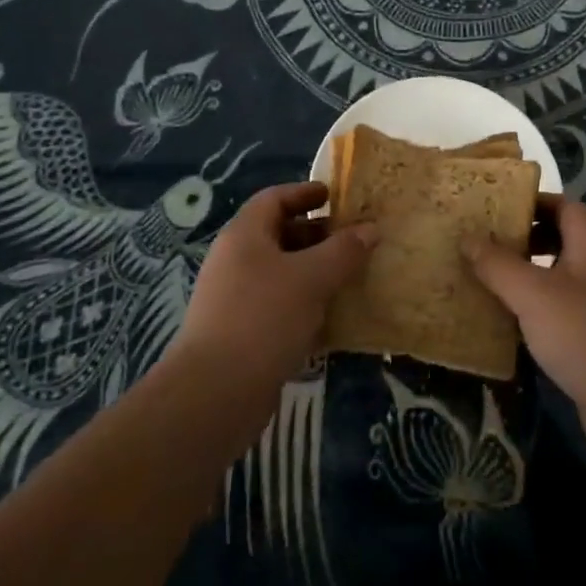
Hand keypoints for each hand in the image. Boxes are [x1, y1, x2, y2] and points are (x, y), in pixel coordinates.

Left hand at [171, 182, 375, 407]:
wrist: (215, 393)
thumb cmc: (264, 318)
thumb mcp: (312, 278)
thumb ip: (343, 251)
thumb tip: (370, 229)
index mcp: (244, 235)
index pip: (274, 199)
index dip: (304, 193)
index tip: (334, 195)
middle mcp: (234, 260)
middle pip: (277, 234)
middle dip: (315, 235)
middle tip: (351, 239)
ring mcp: (233, 298)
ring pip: (279, 272)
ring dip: (312, 271)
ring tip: (348, 277)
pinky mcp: (239, 332)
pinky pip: (277, 305)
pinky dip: (303, 303)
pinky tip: (330, 317)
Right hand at [464, 198, 585, 464]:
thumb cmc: (585, 335)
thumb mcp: (533, 294)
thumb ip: (498, 264)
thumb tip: (467, 237)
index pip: (564, 206)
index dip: (531, 202)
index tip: (494, 207)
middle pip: (560, 240)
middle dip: (522, 240)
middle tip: (482, 244)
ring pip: (558, 280)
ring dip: (525, 279)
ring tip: (484, 280)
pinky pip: (560, 314)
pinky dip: (534, 314)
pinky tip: (505, 324)